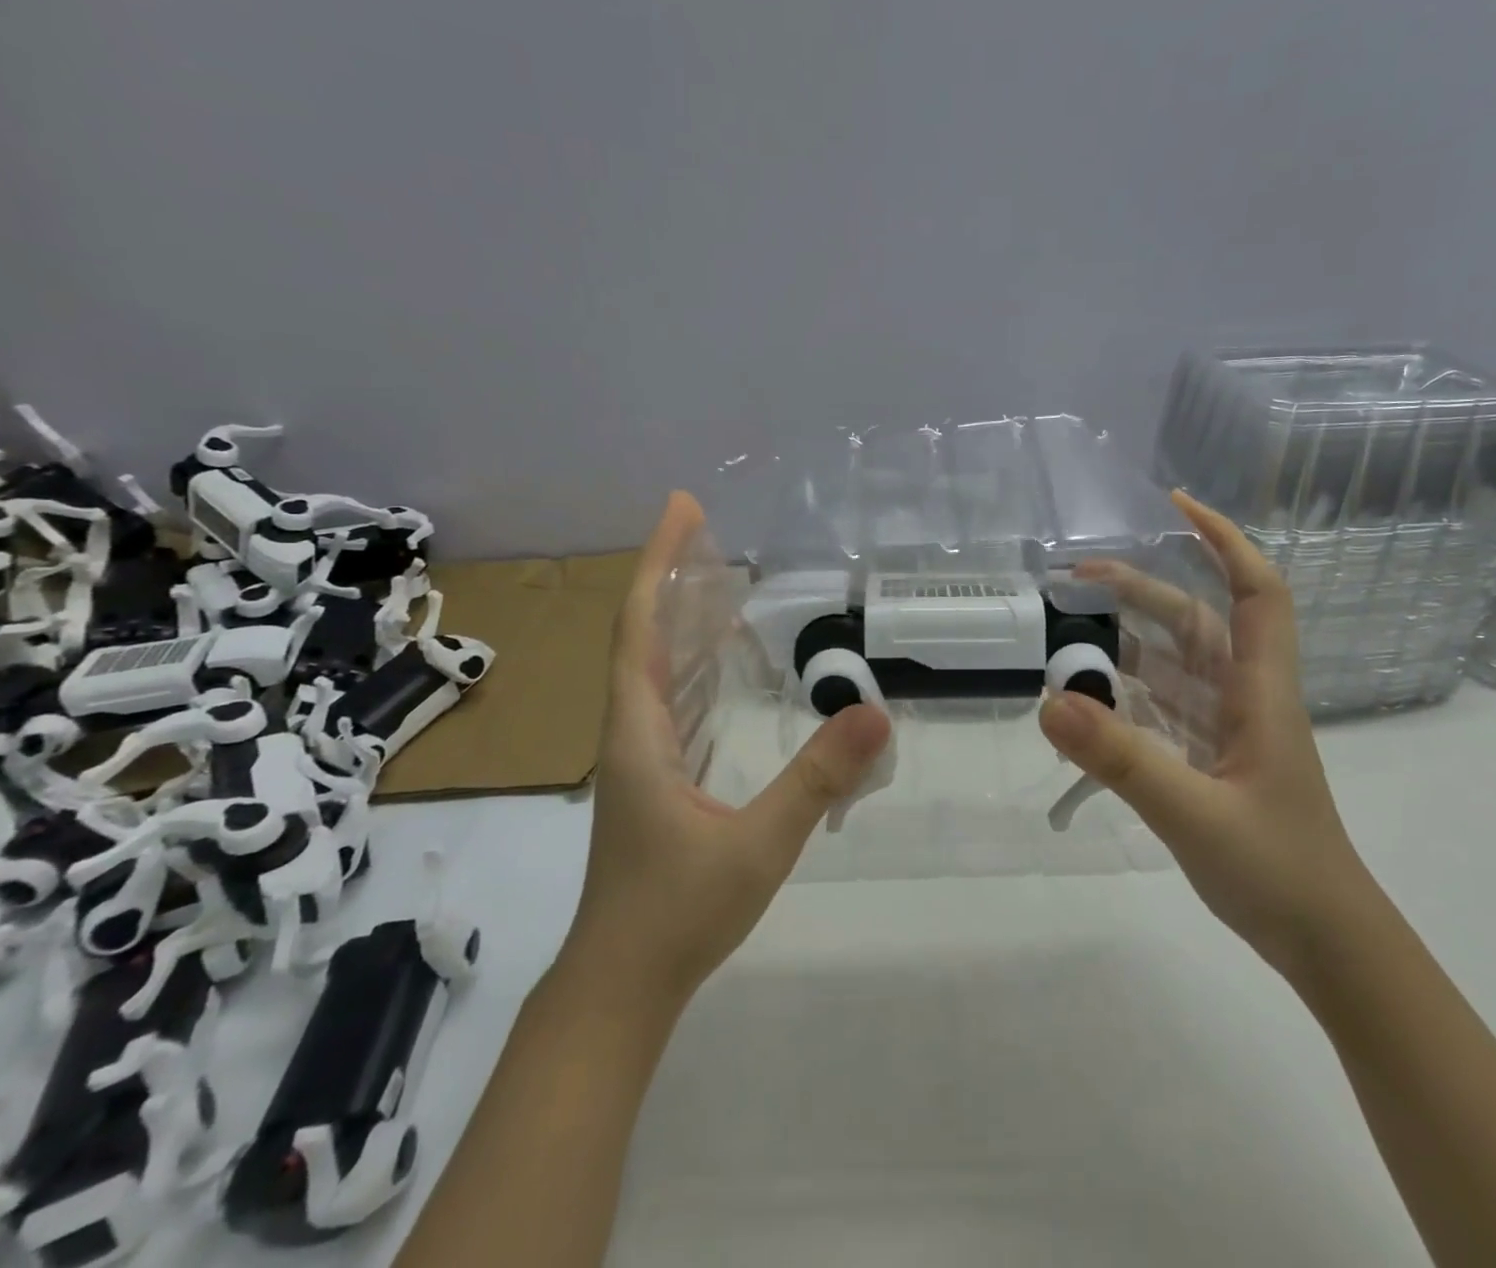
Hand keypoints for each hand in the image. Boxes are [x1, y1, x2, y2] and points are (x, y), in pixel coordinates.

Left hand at [568, 492, 891, 1014]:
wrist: (619, 987)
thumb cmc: (676, 914)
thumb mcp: (758, 844)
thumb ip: (817, 780)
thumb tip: (877, 714)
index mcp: (641, 731)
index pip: (641, 626)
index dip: (660, 562)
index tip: (682, 508)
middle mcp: (633, 731)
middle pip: (644, 633)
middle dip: (673, 575)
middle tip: (710, 530)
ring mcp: (642, 756)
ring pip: (655, 666)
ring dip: (680, 616)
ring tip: (719, 579)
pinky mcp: (657, 779)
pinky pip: (673, 698)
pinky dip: (693, 662)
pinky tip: (721, 663)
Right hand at [1038, 491, 1374, 977]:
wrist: (1329, 946)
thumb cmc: (1279, 872)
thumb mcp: (1195, 813)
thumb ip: (1123, 759)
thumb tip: (1050, 701)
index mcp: (1259, 693)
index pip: (1256, 592)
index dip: (1224, 540)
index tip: (1176, 505)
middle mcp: (1244, 699)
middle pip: (1196, 622)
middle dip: (1143, 589)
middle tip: (1077, 577)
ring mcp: (1227, 732)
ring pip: (1176, 665)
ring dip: (1130, 639)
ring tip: (1073, 628)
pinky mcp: (1211, 761)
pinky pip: (1164, 708)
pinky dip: (1128, 693)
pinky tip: (1092, 696)